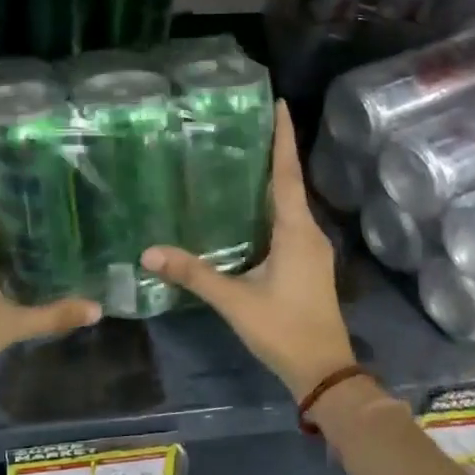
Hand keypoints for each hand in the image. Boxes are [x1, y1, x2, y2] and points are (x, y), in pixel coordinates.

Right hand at [142, 100, 355, 398]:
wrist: (325, 371)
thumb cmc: (283, 329)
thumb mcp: (235, 300)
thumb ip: (194, 274)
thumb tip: (149, 252)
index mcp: (296, 231)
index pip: (287, 173)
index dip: (283, 137)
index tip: (279, 103)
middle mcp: (309, 232)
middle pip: (290, 182)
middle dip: (274, 151)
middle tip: (246, 124)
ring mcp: (312, 249)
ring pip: (291, 203)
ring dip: (273, 178)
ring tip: (244, 156)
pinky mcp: (309, 263)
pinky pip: (290, 221)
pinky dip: (272, 204)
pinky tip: (250, 207)